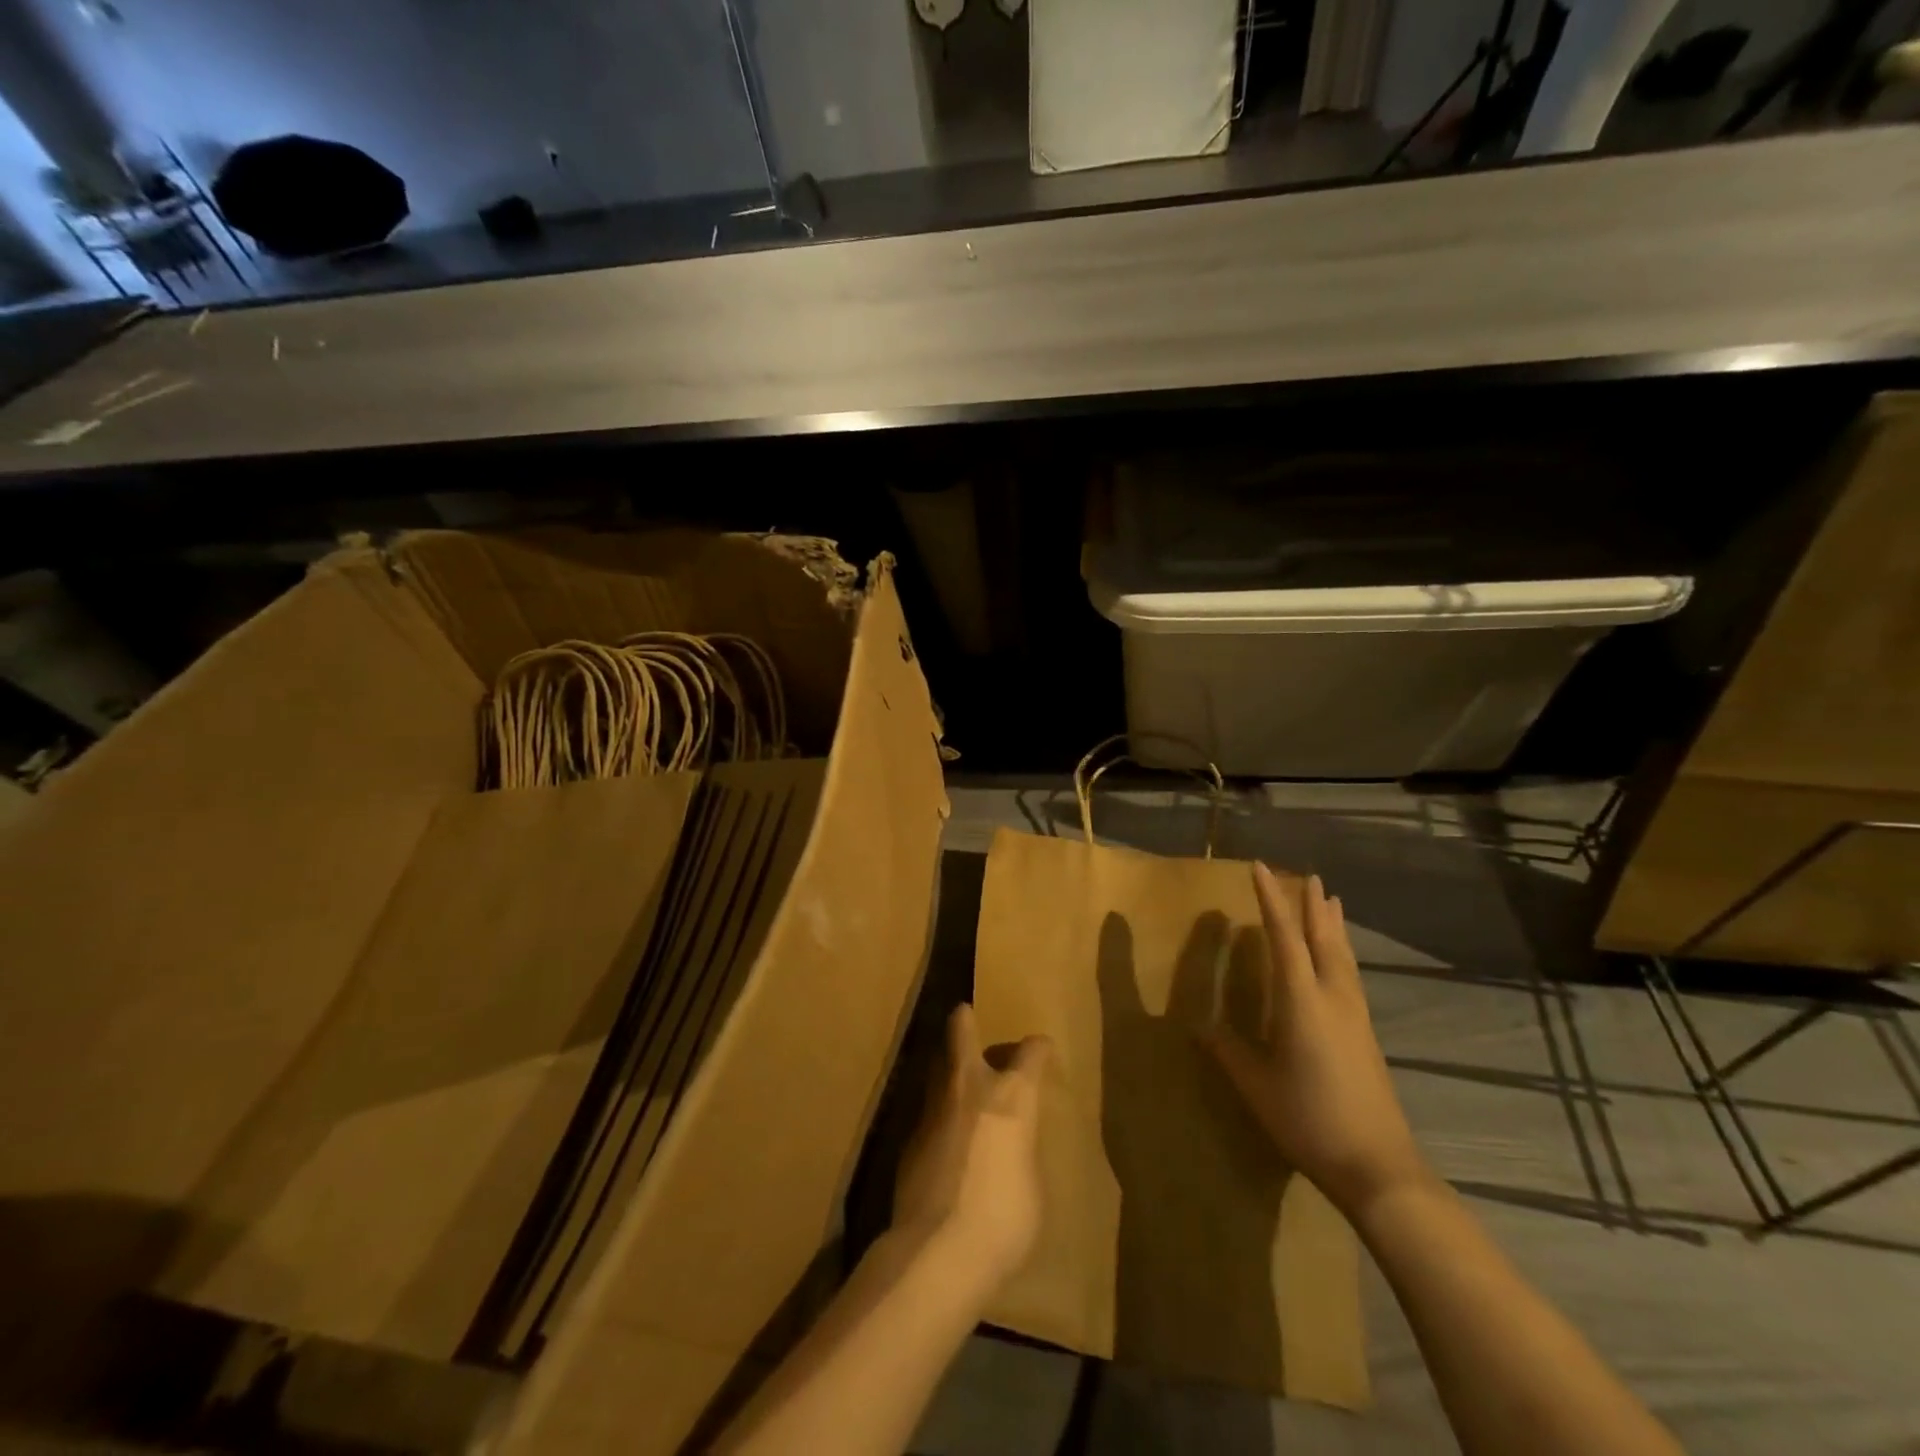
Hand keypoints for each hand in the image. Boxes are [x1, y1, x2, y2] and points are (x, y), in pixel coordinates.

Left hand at [893, 1003, 1051, 1289]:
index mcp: (1012, 1096)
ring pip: (939, 1067)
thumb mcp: (1033, 1185)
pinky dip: (939, 1112)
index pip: (1031, 1053)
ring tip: (956, 1075)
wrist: (939, 1249)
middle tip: (965, 1014)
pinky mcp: (910, 1136)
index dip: (1039, 1048)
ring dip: (948, 1066)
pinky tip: (944, 1134)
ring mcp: (935, 1107)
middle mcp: (971, 1088)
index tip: (1042, 1049)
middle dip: (965, 1022)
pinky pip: (929, 1109)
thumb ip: (1021, 1150)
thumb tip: (1009, 1147)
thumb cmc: (1005, 1220)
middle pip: (962, 1033)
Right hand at [1200, 865, 1428, 1219]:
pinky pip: (1350, 974)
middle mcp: (1332, 997)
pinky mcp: (1365, 1033)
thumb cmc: (1308, 1118)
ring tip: (1330, 900)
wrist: (1378, 1166)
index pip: (1284, 937)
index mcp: (1302, 1000)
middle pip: (1323, 938)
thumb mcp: (1255, 1085)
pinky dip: (1341, 951)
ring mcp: (1354, 1015)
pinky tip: (1340, 960)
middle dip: (1311, 905)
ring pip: (1342, 955)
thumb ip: (1228, 1051)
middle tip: (1307, 876)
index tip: (1260, 868)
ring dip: (1332, 924)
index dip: (1271, 900)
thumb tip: (1199, 1026)